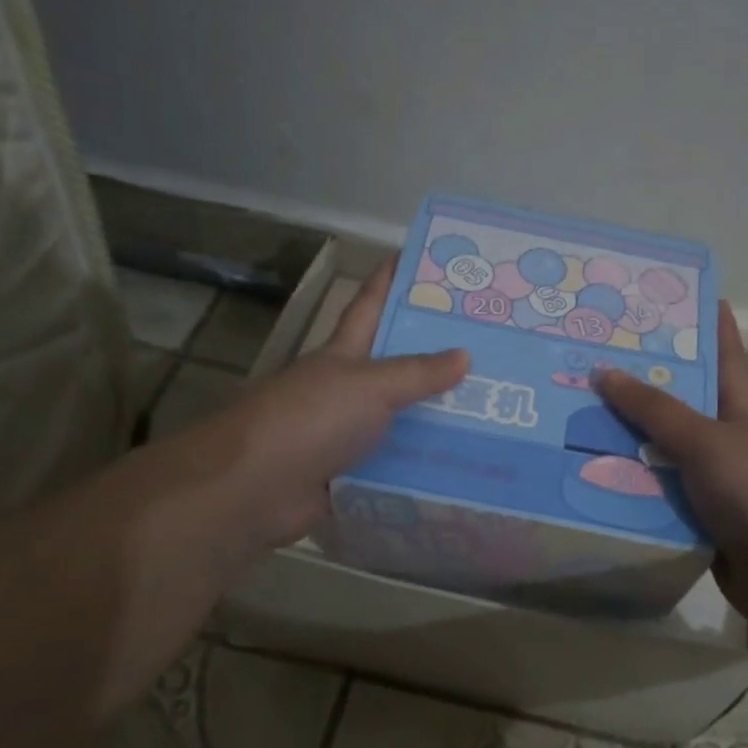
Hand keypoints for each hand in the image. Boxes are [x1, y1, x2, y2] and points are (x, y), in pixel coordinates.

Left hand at [177, 259, 467, 554]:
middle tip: (490, 348)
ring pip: (402, 420)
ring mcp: (347, 434)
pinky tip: (464, 465)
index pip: (369, 305)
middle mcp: (346, 390)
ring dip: (438, 418)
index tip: (423, 259)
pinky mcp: (353, 475)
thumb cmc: (309, 420)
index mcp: (343, 354)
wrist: (254, 489)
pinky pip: (397, 466)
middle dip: (436, 356)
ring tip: (493, 412)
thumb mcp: (368, 386)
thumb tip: (465, 354)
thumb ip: (416, 373)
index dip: (391, 280)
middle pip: (396, 366)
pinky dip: (424, 467)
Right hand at [596, 303, 747, 713]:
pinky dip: (628, 484)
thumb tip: (603, 371)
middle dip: (642, 381)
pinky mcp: (695, 515)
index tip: (676, 295)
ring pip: (660, 449)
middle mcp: (724, 437)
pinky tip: (588, 474)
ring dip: (626, 438)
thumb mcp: (705, 440)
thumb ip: (655, 409)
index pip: (723, 352)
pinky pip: (654, 492)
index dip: (707, 322)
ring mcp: (710, 478)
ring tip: (575, 414)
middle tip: (593, 357)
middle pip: (679, 400)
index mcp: (739, 407)